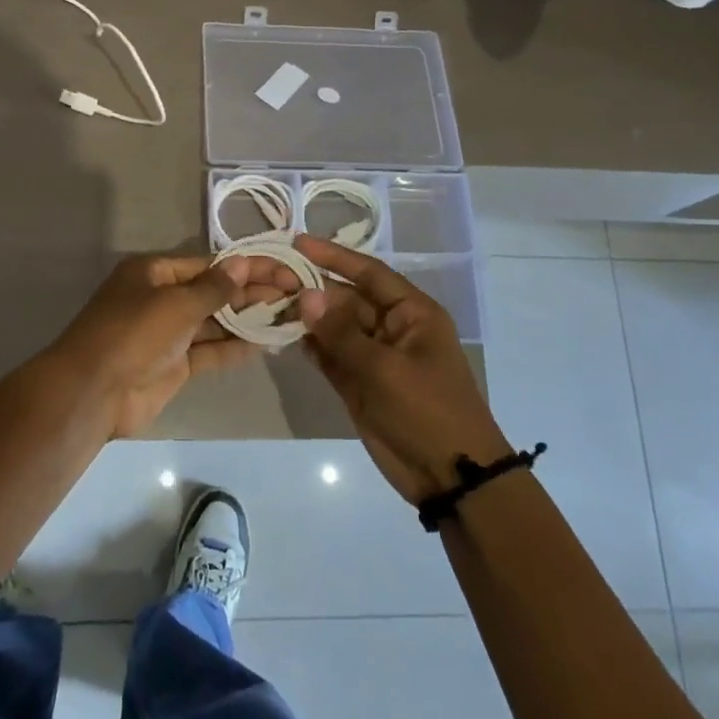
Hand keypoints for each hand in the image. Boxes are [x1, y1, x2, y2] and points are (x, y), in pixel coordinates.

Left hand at [47, 252, 301, 436]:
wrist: (94, 392)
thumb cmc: (133, 334)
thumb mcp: (175, 303)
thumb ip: (214, 288)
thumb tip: (243, 264)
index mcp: (154, 273)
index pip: (209, 264)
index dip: (247, 266)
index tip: (283, 269)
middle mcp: (162, 298)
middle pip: (214, 291)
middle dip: (252, 292)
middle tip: (295, 292)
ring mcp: (168, 334)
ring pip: (215, 322)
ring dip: (248, 319)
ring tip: (289, 315)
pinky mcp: (175, 365)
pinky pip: (211, 350)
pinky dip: (236, 347)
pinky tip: (266, 342)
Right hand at [295, 235, 512, 504]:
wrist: (450, 476)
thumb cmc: (427, 411)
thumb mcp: (385, 369)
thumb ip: (341, 332)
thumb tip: (305, 295)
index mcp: (412, 313)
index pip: (369, 273)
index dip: (334, 256)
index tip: (298, 242)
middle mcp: (391, 328)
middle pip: (346, 299)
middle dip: (313, 289)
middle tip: (271, 279)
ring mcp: (373, 357)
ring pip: (334, 327)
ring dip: (307, 317)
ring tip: (268, 303)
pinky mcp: (358, 384)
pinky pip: (330, 355)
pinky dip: (310, 346)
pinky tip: (282, 335)